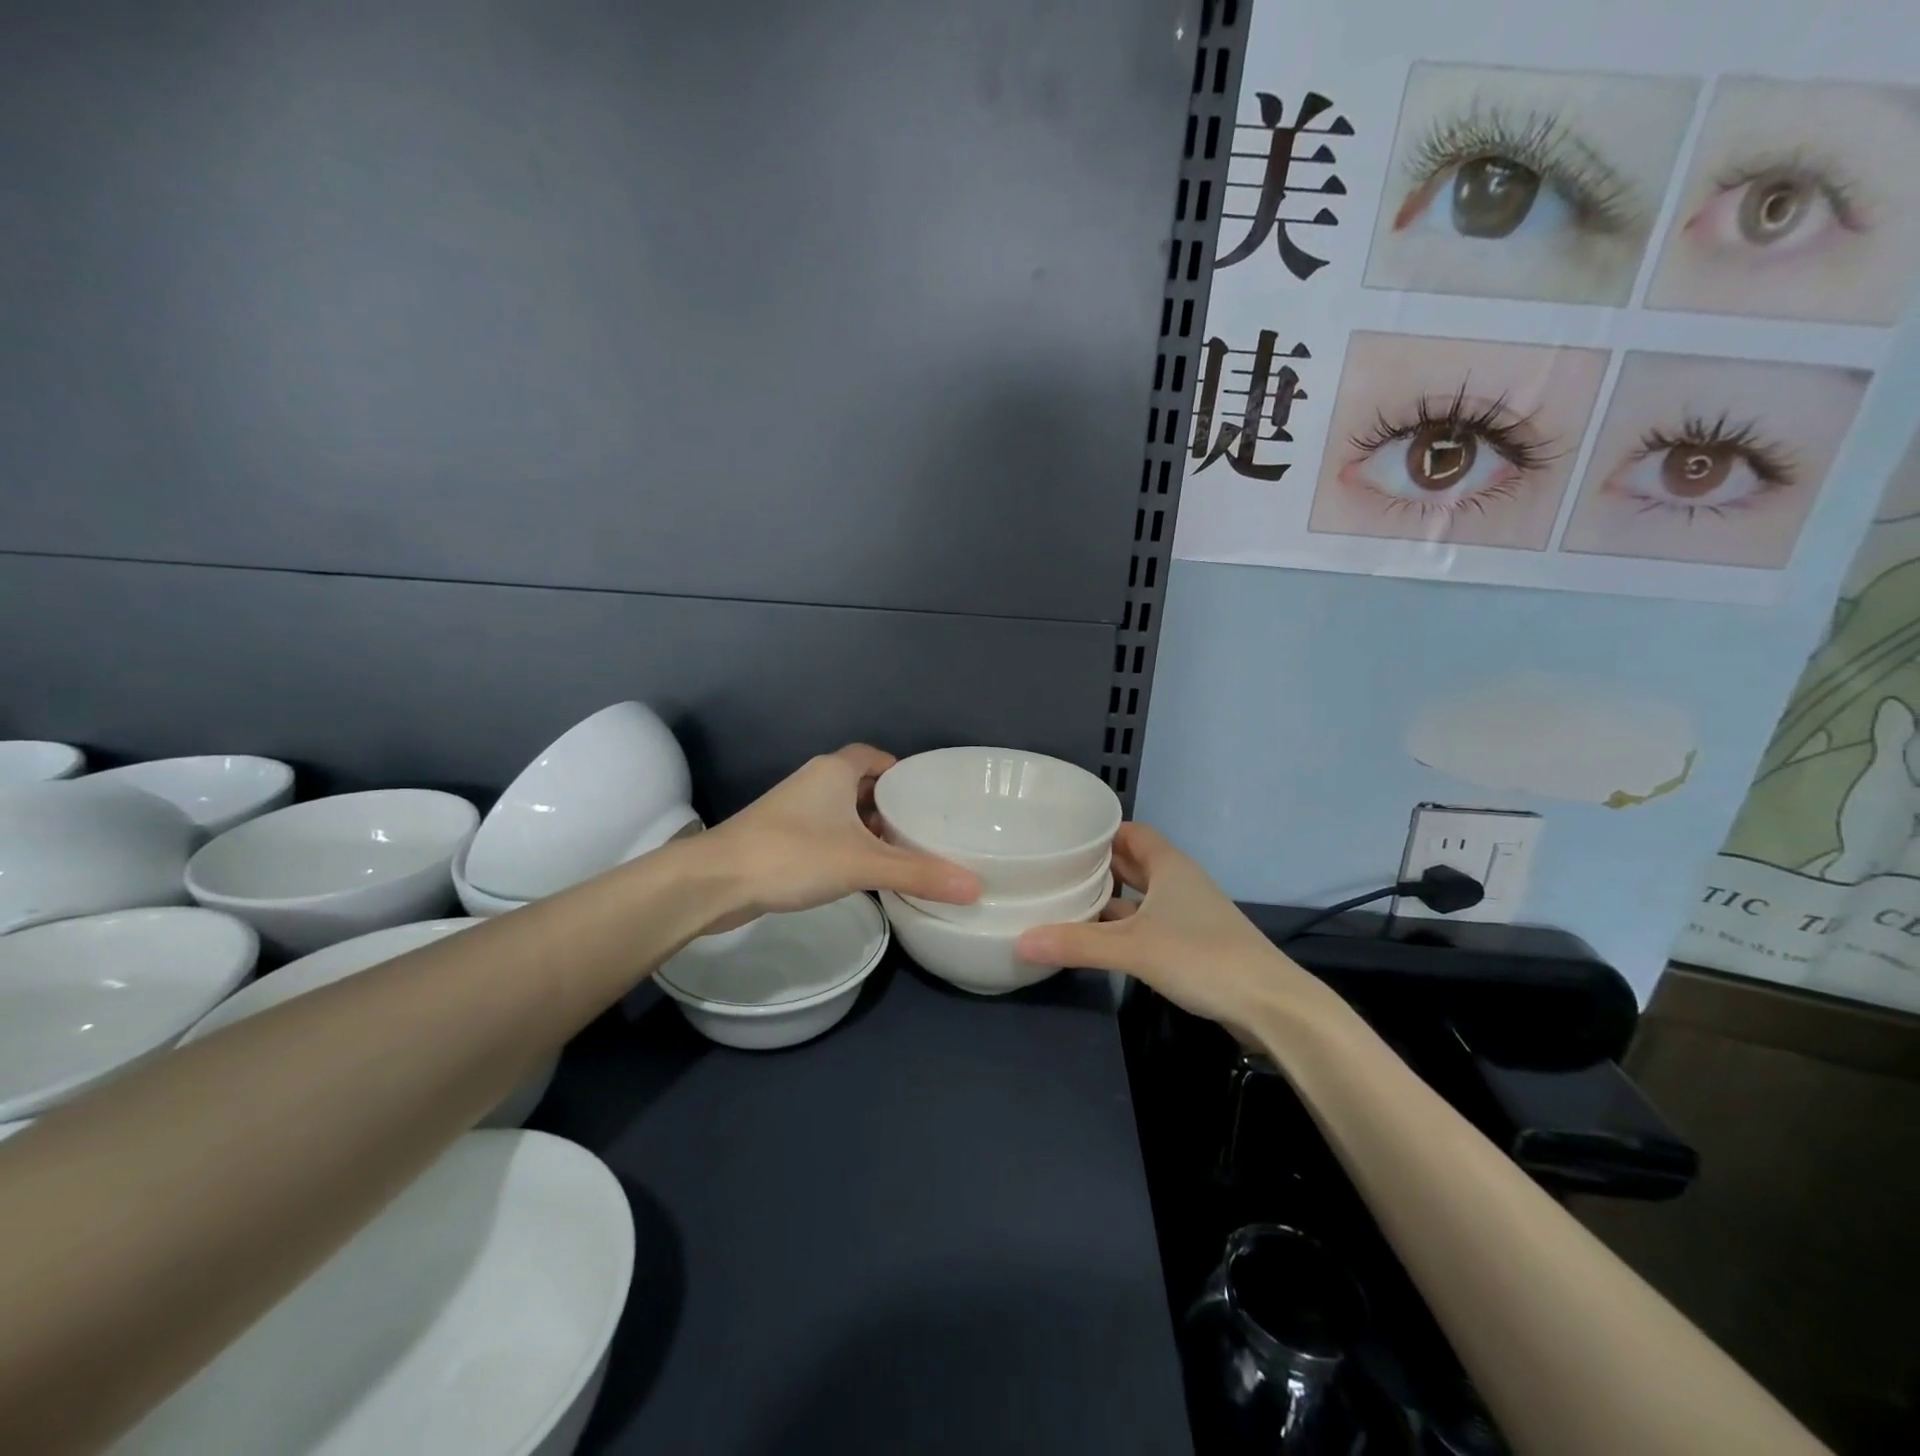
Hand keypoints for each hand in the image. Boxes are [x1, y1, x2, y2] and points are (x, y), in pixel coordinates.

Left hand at [695, 745, 979, 926]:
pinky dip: (848, 845)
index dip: (902, 771)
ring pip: (843, 812)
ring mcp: (794, 810)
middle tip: (925, 829)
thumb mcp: (862, 863)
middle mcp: (814, 782)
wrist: (715, 882)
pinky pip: (827, 833)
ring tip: (904, 852)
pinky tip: (864, 872)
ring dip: (869, 828)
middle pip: (862, 784)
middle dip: (891, 804)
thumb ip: (919, 873)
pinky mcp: (781, 838)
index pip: (875, 757)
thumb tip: (976, 887)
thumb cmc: (792, 856)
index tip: (929, 795)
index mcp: (834, 771)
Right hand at [1015, 823, 1342, 1041]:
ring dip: (1110, 899)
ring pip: (1141, 896)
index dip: (1099, 831)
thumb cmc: (1201, 957)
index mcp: (1169, 866)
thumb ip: (1077, 944)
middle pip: (1133, 862)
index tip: (1062, 835)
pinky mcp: (1193, 942)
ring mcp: (1189, 913)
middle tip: (1054, 868)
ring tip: (1066, 902)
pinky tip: (1098, 940)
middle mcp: (1179, 882)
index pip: (1130, 832)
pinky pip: (1149, 922)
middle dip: (1097, 865)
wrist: (1270, 1004)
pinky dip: (1124, 927)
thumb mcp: (1133, 949)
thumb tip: (1020, 941)